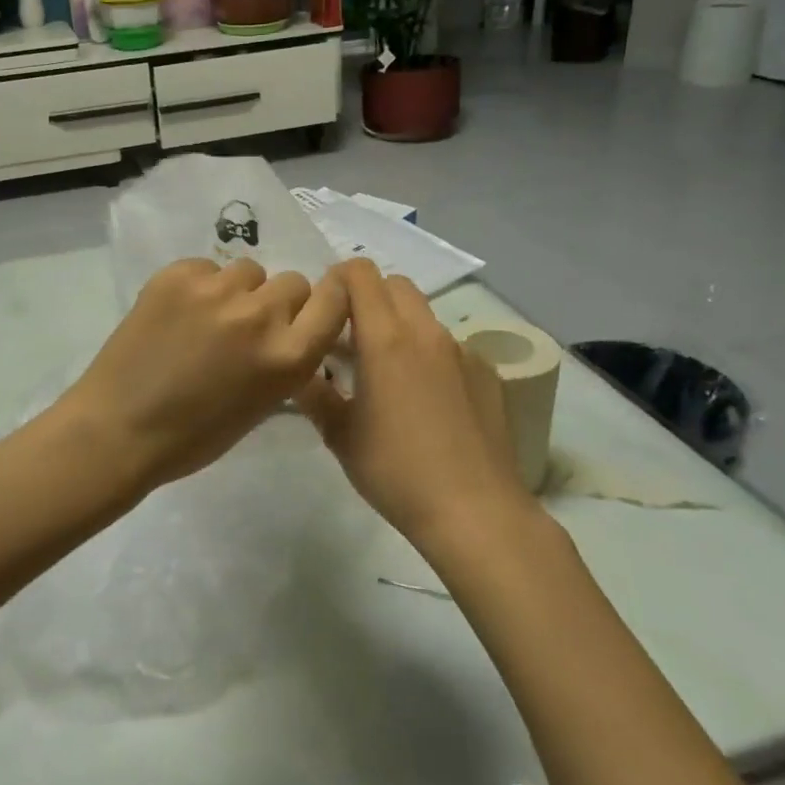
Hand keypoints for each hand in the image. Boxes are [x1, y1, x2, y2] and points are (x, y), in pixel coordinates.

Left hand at [58, 257, 348, 494]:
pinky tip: (176, 314)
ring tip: (207, 319)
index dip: (329, 297)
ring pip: (248, 270)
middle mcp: (260, 315)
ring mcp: (216, 290)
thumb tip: (290, 331)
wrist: (119, 429)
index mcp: (289, 357)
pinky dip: (199, 286)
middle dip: (277, 302)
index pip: (334, 300)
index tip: (314, 304)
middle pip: (292, 282)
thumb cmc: (193, 436)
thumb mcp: (261, 406)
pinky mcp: (176, 275)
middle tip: (247, 327)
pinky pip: (206, 267)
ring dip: (238, 291)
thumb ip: (285, 361)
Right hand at [294, 260, 534, 544]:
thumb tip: (297, 370)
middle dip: (368, 297)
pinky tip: (426, 399)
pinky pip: (449, 345)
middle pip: (395, 284)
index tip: (325, 311)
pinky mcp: (487, 373)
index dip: (337, 280)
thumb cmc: (396, 471)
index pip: (360, 273)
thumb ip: (313, 393)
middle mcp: (427, 332)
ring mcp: (462, 351)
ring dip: (399, 325)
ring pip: (423, 314)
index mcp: (386, 339)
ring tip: (386, 372)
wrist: (475, 511)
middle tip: (351, 338)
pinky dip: (428, 354)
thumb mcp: (339, 435)